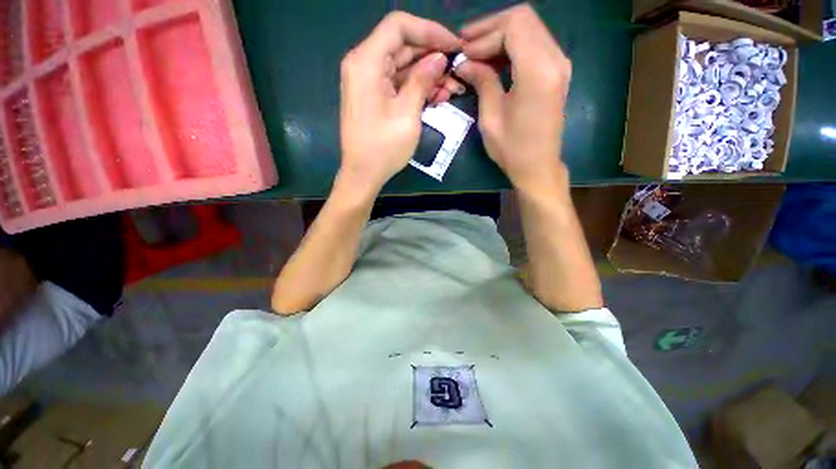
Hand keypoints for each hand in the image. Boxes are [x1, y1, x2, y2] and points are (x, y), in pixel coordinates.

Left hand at [338, 12, 459, 194]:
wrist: (363, 174)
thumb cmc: (383, 148)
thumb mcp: (407, 114)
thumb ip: (422, 81)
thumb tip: (439, 58)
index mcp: (366, 62)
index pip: (399, 26)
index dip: (430, 31)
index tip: (454, 46)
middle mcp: (363, 64)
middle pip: (402, 46)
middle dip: (432, 56)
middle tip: (458, 71)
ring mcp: (368, 81)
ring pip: (402, 66)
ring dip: (428, 74)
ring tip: (452, 89)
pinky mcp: (374, 96)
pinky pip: (398, 83)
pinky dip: (416, 87)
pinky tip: (437, 96)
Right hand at [455, 4, 571, 192]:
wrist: (537, 166)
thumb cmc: (512, 148)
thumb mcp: (490, 117)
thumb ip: (482, 81)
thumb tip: (464, 62)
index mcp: (537, 72)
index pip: (513, 26)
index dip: (485, 34)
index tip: (464, 52)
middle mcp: (555, 59)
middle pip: (524, 19)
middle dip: (492, 28)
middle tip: (467, 46)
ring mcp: (560, 64)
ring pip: (530, 28)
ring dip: (501, 35)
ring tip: (477, 53)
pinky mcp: (557, 71)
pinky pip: (535, 43)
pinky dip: (513, 46)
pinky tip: (495, 60)